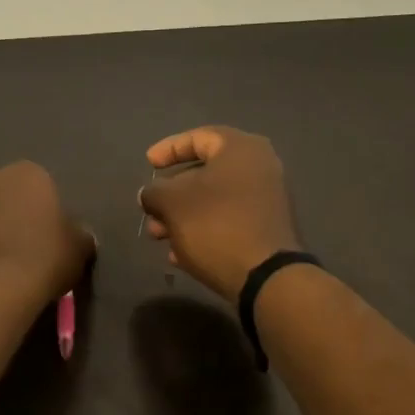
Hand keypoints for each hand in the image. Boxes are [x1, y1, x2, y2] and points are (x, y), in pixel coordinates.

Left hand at [0, 162, 93, 306]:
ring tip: (6, 263)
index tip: (53, 234)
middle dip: (16, 214)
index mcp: (28, 173)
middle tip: (30, 246)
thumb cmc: (47, 257)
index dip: (47, 210)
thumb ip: (78, 233)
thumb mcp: (80, 246)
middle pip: (8, 196)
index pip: (42, 185)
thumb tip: (76, 235)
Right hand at [139, 126, 299, 303]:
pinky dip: (202, 230)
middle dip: (171, 192)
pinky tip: (179, 254)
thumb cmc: (215, 225)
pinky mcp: (266, 230)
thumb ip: (154, 191)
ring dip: (182, 216)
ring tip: (158, 236)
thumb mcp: (172, 203)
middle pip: (205, 172)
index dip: (169, 148)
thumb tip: (148, 194)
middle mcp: (259, 168)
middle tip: (149, 209)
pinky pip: (227, 221)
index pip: (199, 137)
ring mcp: (266, 200)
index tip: (148, 163)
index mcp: (241, 149)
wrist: (265, 277)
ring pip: (213, 200)